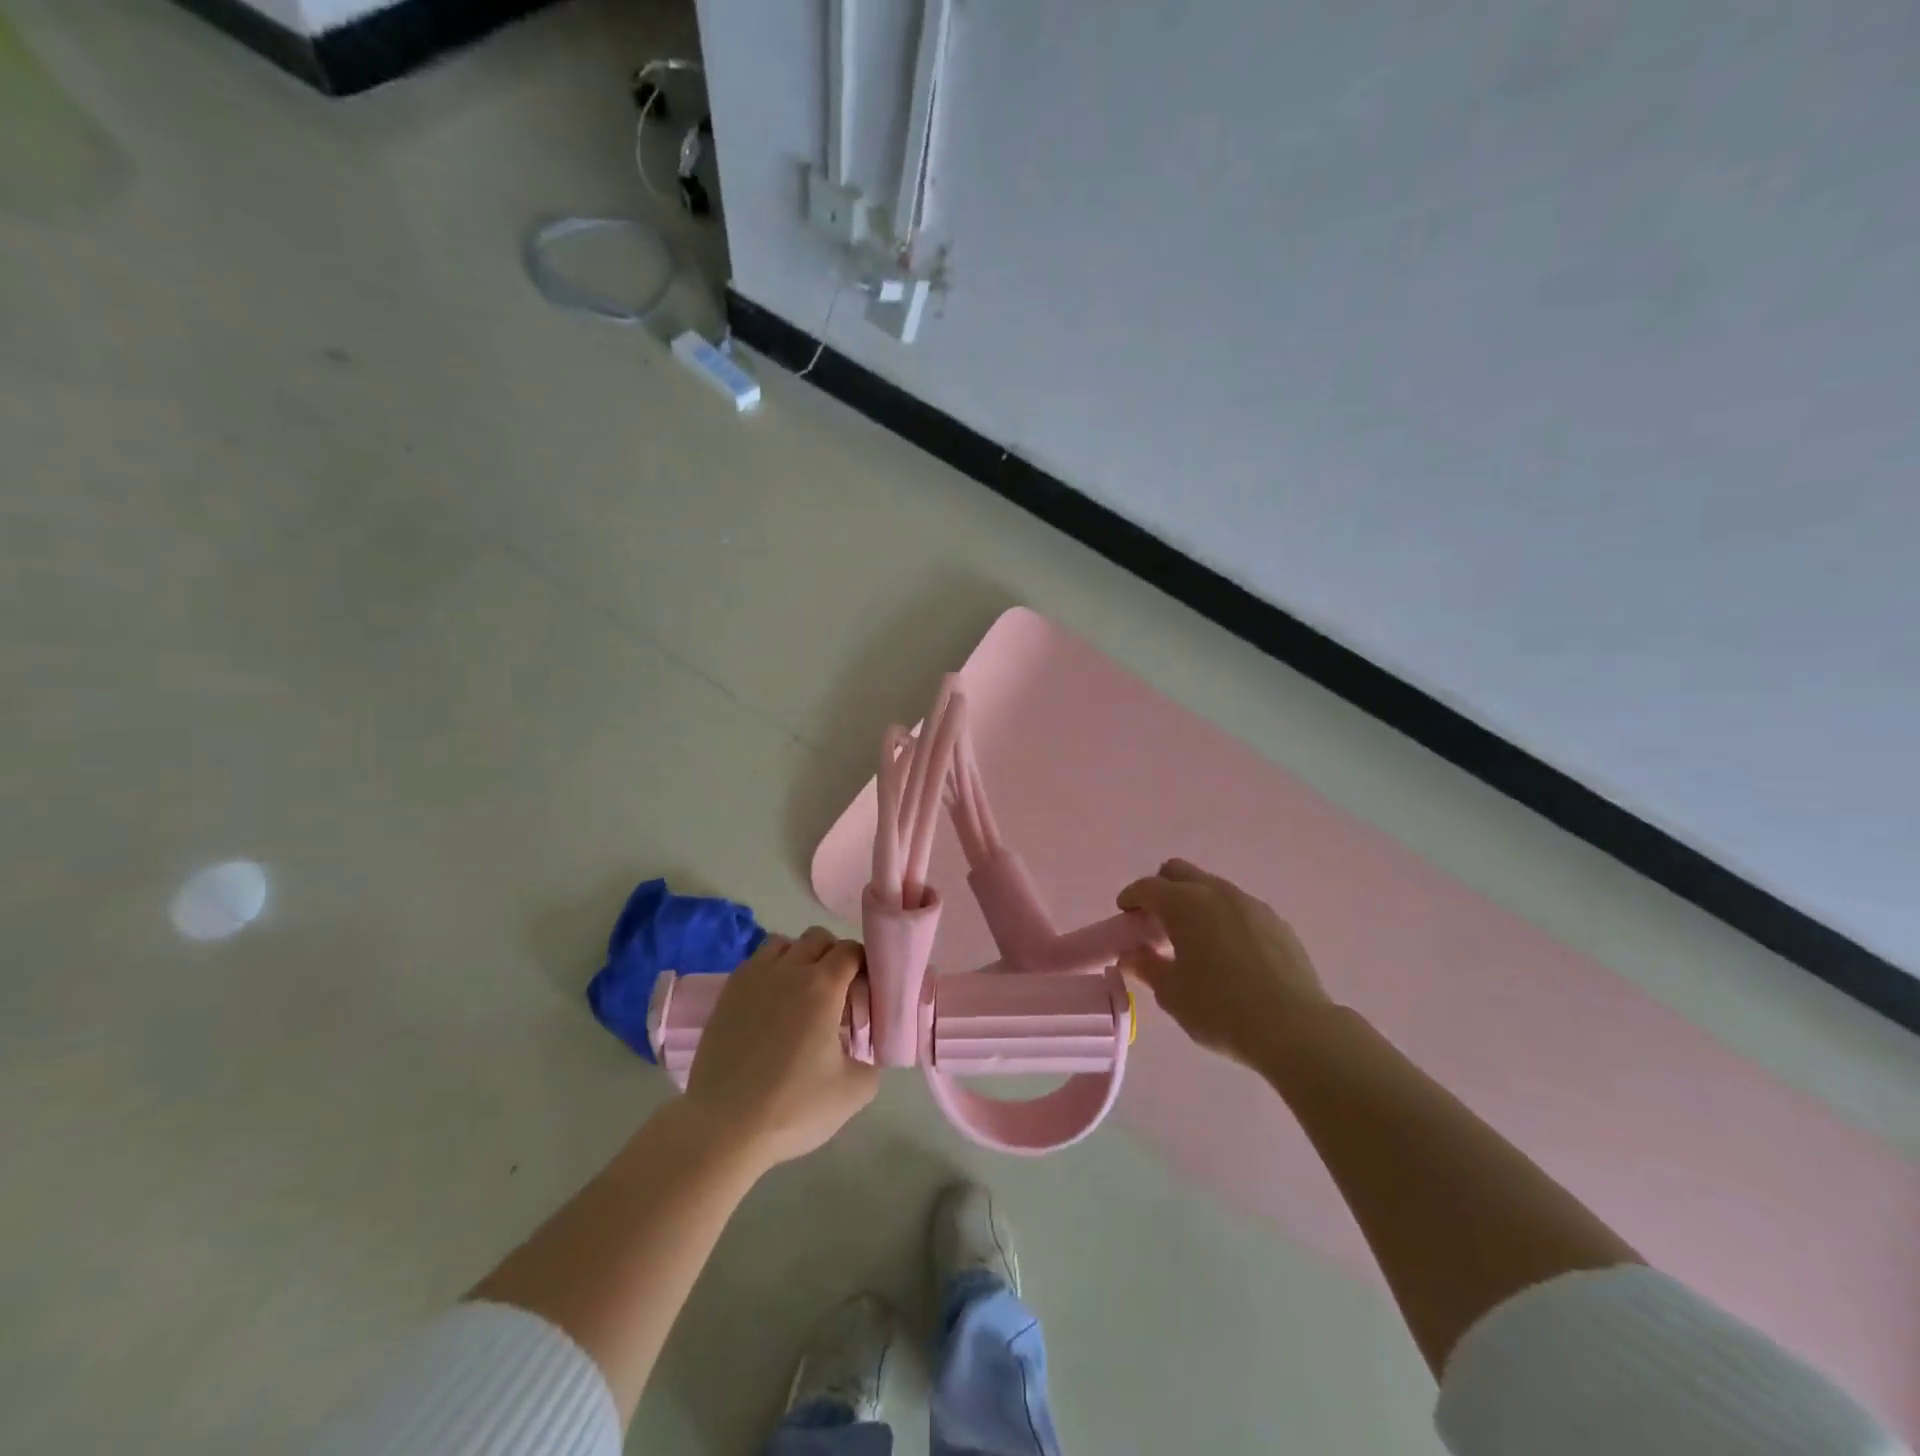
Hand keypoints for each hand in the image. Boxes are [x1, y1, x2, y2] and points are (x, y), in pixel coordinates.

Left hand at [683, 928, 879, 1170]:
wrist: (723, 1129)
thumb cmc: (793, 1108)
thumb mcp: (854, 1091)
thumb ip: (872, 1062)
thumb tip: (865, 1051)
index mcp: (823, 985)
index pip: (852, 951)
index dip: (865, 967)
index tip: (866, 994)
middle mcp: (788, 969)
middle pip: (818, 938)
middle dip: (834, 956)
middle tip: (838, 994)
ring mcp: (753, 978)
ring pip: (784, 944)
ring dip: (799, 958)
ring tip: (802, 994)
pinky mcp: (727, 993)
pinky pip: (755, 963)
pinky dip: (771, 972)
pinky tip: (772, 1006)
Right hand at [1117, 859, 1333, 1069]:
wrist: (1296, 1029)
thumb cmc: (1221, 1009)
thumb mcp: (1172, 993)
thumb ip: (1147, 967)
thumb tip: (1131, 955)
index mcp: (1185, 904)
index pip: (1147, 887)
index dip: (1131, 898)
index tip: (1124, 916)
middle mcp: (1217, 893)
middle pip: (1180, 872)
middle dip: (1161, 889)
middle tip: (1155, 922)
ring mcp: (1251, 905)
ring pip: (1212, 888)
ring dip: (1194, 903)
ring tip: (1192, 940)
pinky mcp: (1277, 923)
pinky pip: (1239, 908)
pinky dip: (1222, 918)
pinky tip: (1226, 952)